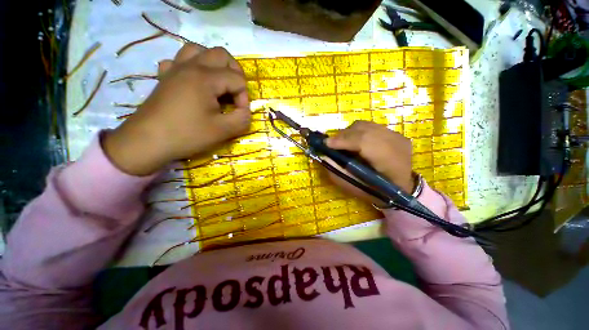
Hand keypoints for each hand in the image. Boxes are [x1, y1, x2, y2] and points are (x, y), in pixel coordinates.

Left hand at [103, 44, 250, 175]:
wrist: (147, 142)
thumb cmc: (187, 135)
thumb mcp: (223, 131)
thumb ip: (242, 119)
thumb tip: (246, 111)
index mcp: (206, 78)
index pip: (238, 80)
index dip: (244, 98)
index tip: (238, 114)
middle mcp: (191, 66)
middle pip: (221, 55)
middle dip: (235, 74)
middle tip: (234, 94)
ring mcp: (175, 69)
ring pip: (198, 50)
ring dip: (213, 64)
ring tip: (217, 83)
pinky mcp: (164, 77)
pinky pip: (178, 60)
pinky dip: (190, 67)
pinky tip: (193, 82)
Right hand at [325, 121, 413, 205]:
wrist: (402, 188)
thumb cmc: (377, 192)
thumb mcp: (355, 188)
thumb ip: (338, 173)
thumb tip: (324, 156)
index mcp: (390, 162)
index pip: (364, 142)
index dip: (343, 141)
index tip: (326, 144)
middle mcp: (396, 144)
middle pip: (364, 130)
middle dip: (343, 135)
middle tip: (330, 144)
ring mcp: (397, 136)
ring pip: (366, 125)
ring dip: (349, 133)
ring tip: (342, 143)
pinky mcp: (395, 133)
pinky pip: (371, 126)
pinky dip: (358, 132)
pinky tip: (354, 142)